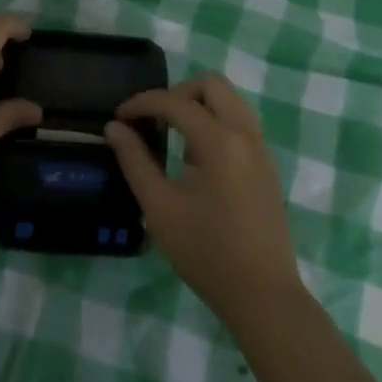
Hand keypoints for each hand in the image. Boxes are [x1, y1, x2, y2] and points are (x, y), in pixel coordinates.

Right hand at [106, 75, 303, 326]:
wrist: (263, 296)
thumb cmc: (207, 253)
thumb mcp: (160, 208)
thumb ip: (135, 161)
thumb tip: (114, 128)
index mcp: (219, 140)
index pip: (175, 101)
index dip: (142, 103)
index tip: (119, 118)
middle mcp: (245, 132)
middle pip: (211, 84)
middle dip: (177, 94)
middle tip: (153, 119)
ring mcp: (261, 147)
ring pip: (230, 99)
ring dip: (200, 104)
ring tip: (175, 134)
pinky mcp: (267, 164)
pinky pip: (241, 120)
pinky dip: (217, 120)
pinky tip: (198, 156)